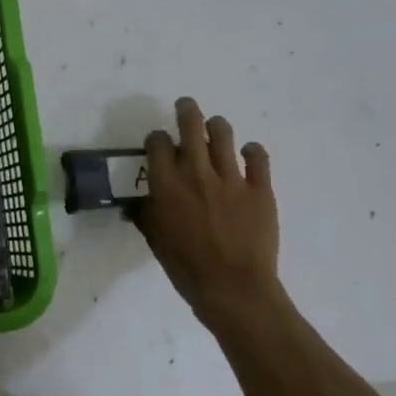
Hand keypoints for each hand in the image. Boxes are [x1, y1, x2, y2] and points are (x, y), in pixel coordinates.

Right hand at [134, 97, 280, 328]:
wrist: (233, 288)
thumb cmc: (185, 267)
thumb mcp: (154, 239)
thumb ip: (145, 213)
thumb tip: (135, 203)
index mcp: (166, 184)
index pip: (157, 143)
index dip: (156, 139)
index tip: (158, 143)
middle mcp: (196, 172)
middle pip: (191, 125)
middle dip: (186, 110)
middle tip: (185, 107)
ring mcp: (231, 178)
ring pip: (224, 134)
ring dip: (217, 126)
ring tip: (215, 128)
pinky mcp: (260, 189)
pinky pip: (258, 158)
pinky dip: (253, 151)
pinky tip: (248, 154)